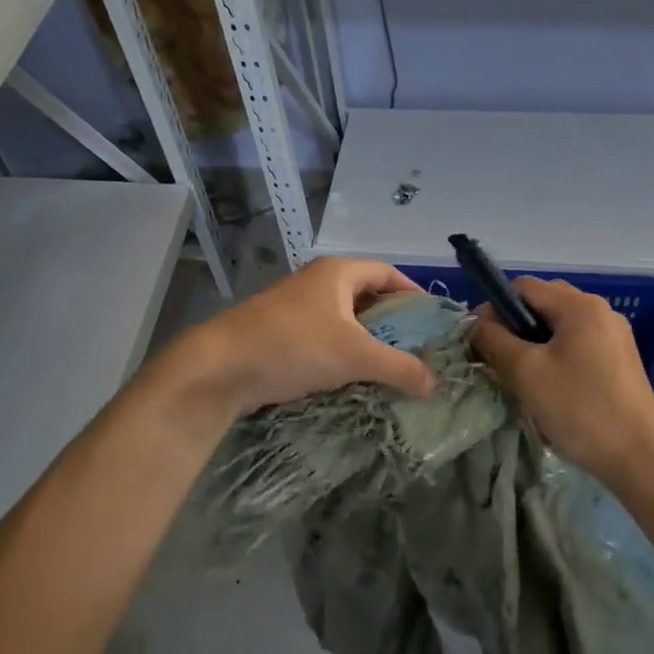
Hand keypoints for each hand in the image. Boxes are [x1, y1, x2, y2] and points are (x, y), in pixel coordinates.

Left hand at [165, 256, 436, 417]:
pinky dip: (340, 353)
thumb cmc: (293, 346)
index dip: (412, 291)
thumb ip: (399, 367)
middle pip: (365, 294)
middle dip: (392, 320)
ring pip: (342, 319)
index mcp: (337, 272)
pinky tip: (350, 378)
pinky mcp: (277, 333)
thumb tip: (434, 382)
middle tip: (415, 347)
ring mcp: (293, 307)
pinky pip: (321, 338)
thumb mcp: (355, 356)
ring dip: (365, 340)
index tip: (432, 318)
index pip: (387, 271)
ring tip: (388, 367)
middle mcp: (316, 282)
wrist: (219, 368)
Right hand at [471, 276, 653, 484]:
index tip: (478, 339)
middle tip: (498, 358)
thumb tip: (478, 322)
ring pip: (561, 326)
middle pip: (544, 303)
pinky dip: (556, 356)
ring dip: (534, 343)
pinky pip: (579, 344)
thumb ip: (494, 340)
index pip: (524, 286)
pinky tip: (549, 387)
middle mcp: (601, 311)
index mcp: (580, 305)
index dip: (494, 306)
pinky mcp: (621, 360)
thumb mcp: (526, 373)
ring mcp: (615, 336)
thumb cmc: (579, 409)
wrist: (640, 457)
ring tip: (521, 376)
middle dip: (515, 325)